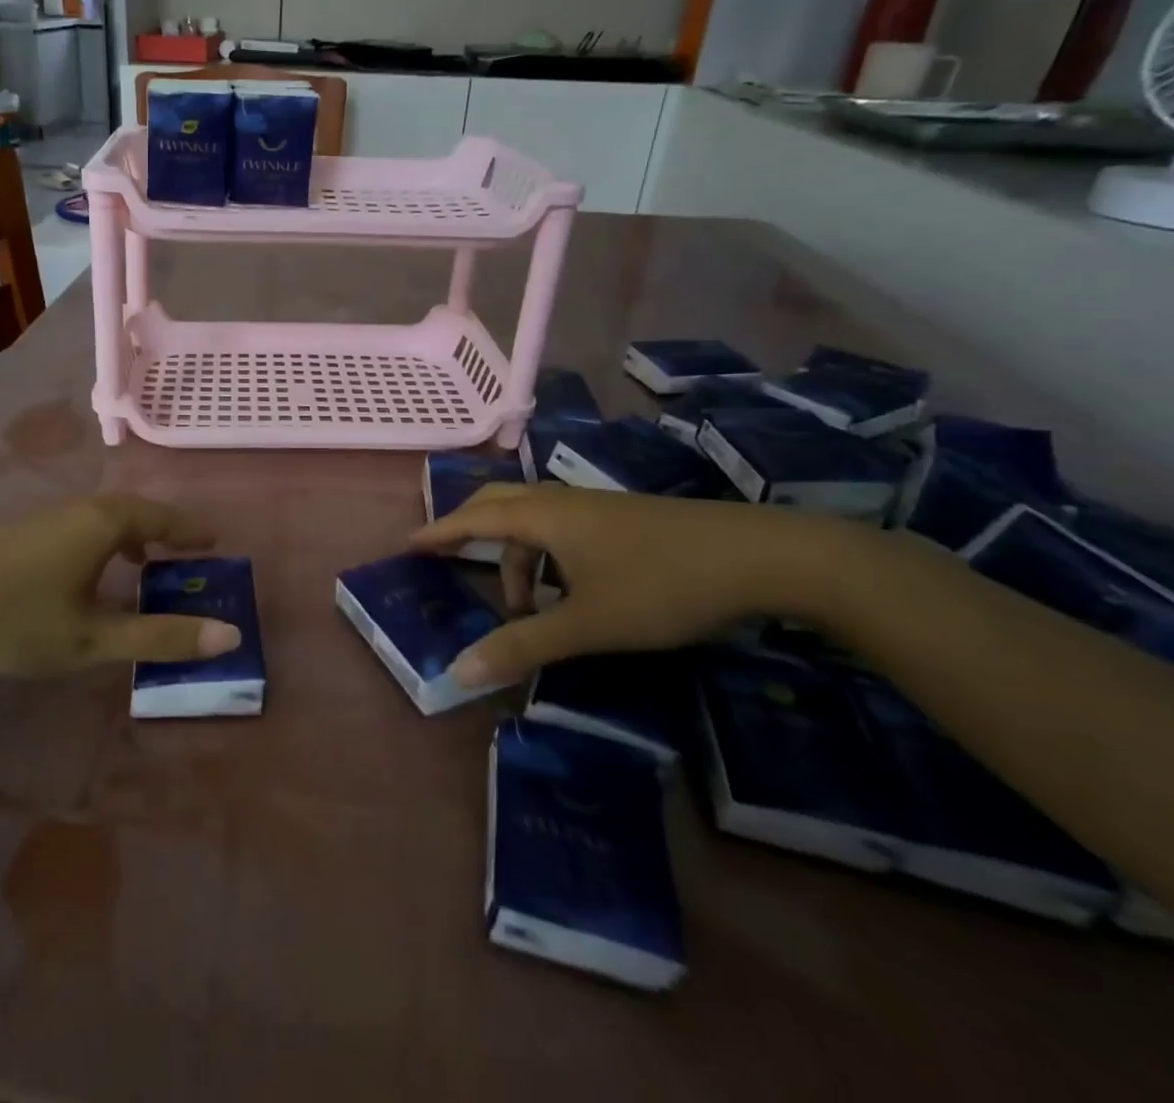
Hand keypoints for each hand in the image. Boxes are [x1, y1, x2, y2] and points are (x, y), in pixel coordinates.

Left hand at [0, 496, 237, 729]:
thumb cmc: (17, 621)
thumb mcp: (94, 639)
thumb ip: (160, 636)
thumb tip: (230, 636)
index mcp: (103, 524)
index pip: (161, 517)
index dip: (190, 530)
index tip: (214, 541)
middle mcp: (77, 509)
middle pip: (132, 511)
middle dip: (162, 531)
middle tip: (184, 552)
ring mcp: (43, 518)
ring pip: (101, 518)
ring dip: (130, 536)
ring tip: (141, 566)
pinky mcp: (17, 534)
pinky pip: (78, 527)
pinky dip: (101, 542)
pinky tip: (85, 574)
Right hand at [409, 484, 858, 687]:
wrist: (764, 556)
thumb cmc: (663, 584)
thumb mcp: (589, 623)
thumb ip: (523, 645)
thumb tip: (459, 671)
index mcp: (543, 516)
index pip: (474, 518)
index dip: (439, 532)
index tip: (409, 543)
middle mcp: (563, 501)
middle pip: (498, 504)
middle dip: (469, 530)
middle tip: (448, 558)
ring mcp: (597, 506)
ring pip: (535, 520)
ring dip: (517, 556)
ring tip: (525, 606)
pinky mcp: (624, 518)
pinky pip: (563, 528)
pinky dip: (546, 555)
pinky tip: (570, 591)